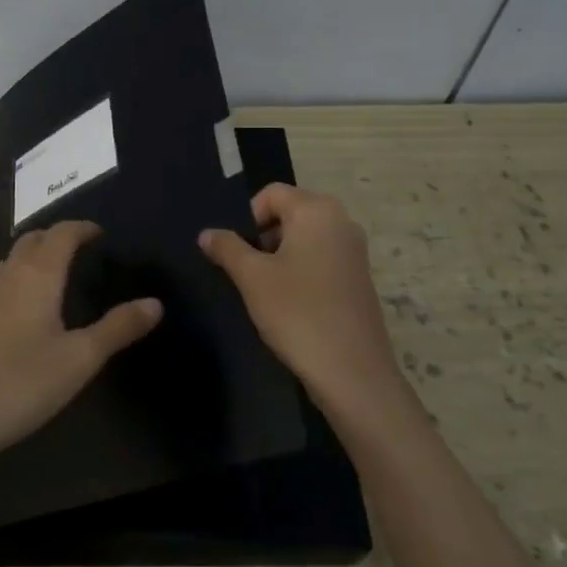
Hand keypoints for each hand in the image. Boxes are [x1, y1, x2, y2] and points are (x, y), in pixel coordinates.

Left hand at [0, 220, 162, 479]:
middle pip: (33, 239)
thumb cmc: (20, 384)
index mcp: (37, 277)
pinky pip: (4, 282)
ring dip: (37, 254)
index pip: (61, 234)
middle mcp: (9, 278)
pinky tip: (31, 307)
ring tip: (61, 270)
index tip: (102, 233)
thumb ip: (118, 329)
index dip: (83, 228)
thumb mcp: (79, 360)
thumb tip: (155, 303)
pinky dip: (23, 276)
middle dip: (59, 236)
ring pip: (13, 259)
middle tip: (84, 248)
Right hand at [199, 184, 405, 423]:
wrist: (351, 372)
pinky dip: (301, 271)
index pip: (272, 194)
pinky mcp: (359, 278)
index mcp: (317, 211)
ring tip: (266, 290)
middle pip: (290, 213)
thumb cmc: (297, 313)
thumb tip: (207, 233)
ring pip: (305, 238)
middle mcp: (342, 222)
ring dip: (280, 256)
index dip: (247, 218)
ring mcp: (355, 251)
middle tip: (248, 271)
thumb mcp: (252, 278)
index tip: (236, 253)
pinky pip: (321, 259)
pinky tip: (290, 304)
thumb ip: (227, 248)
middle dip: (263, 237)